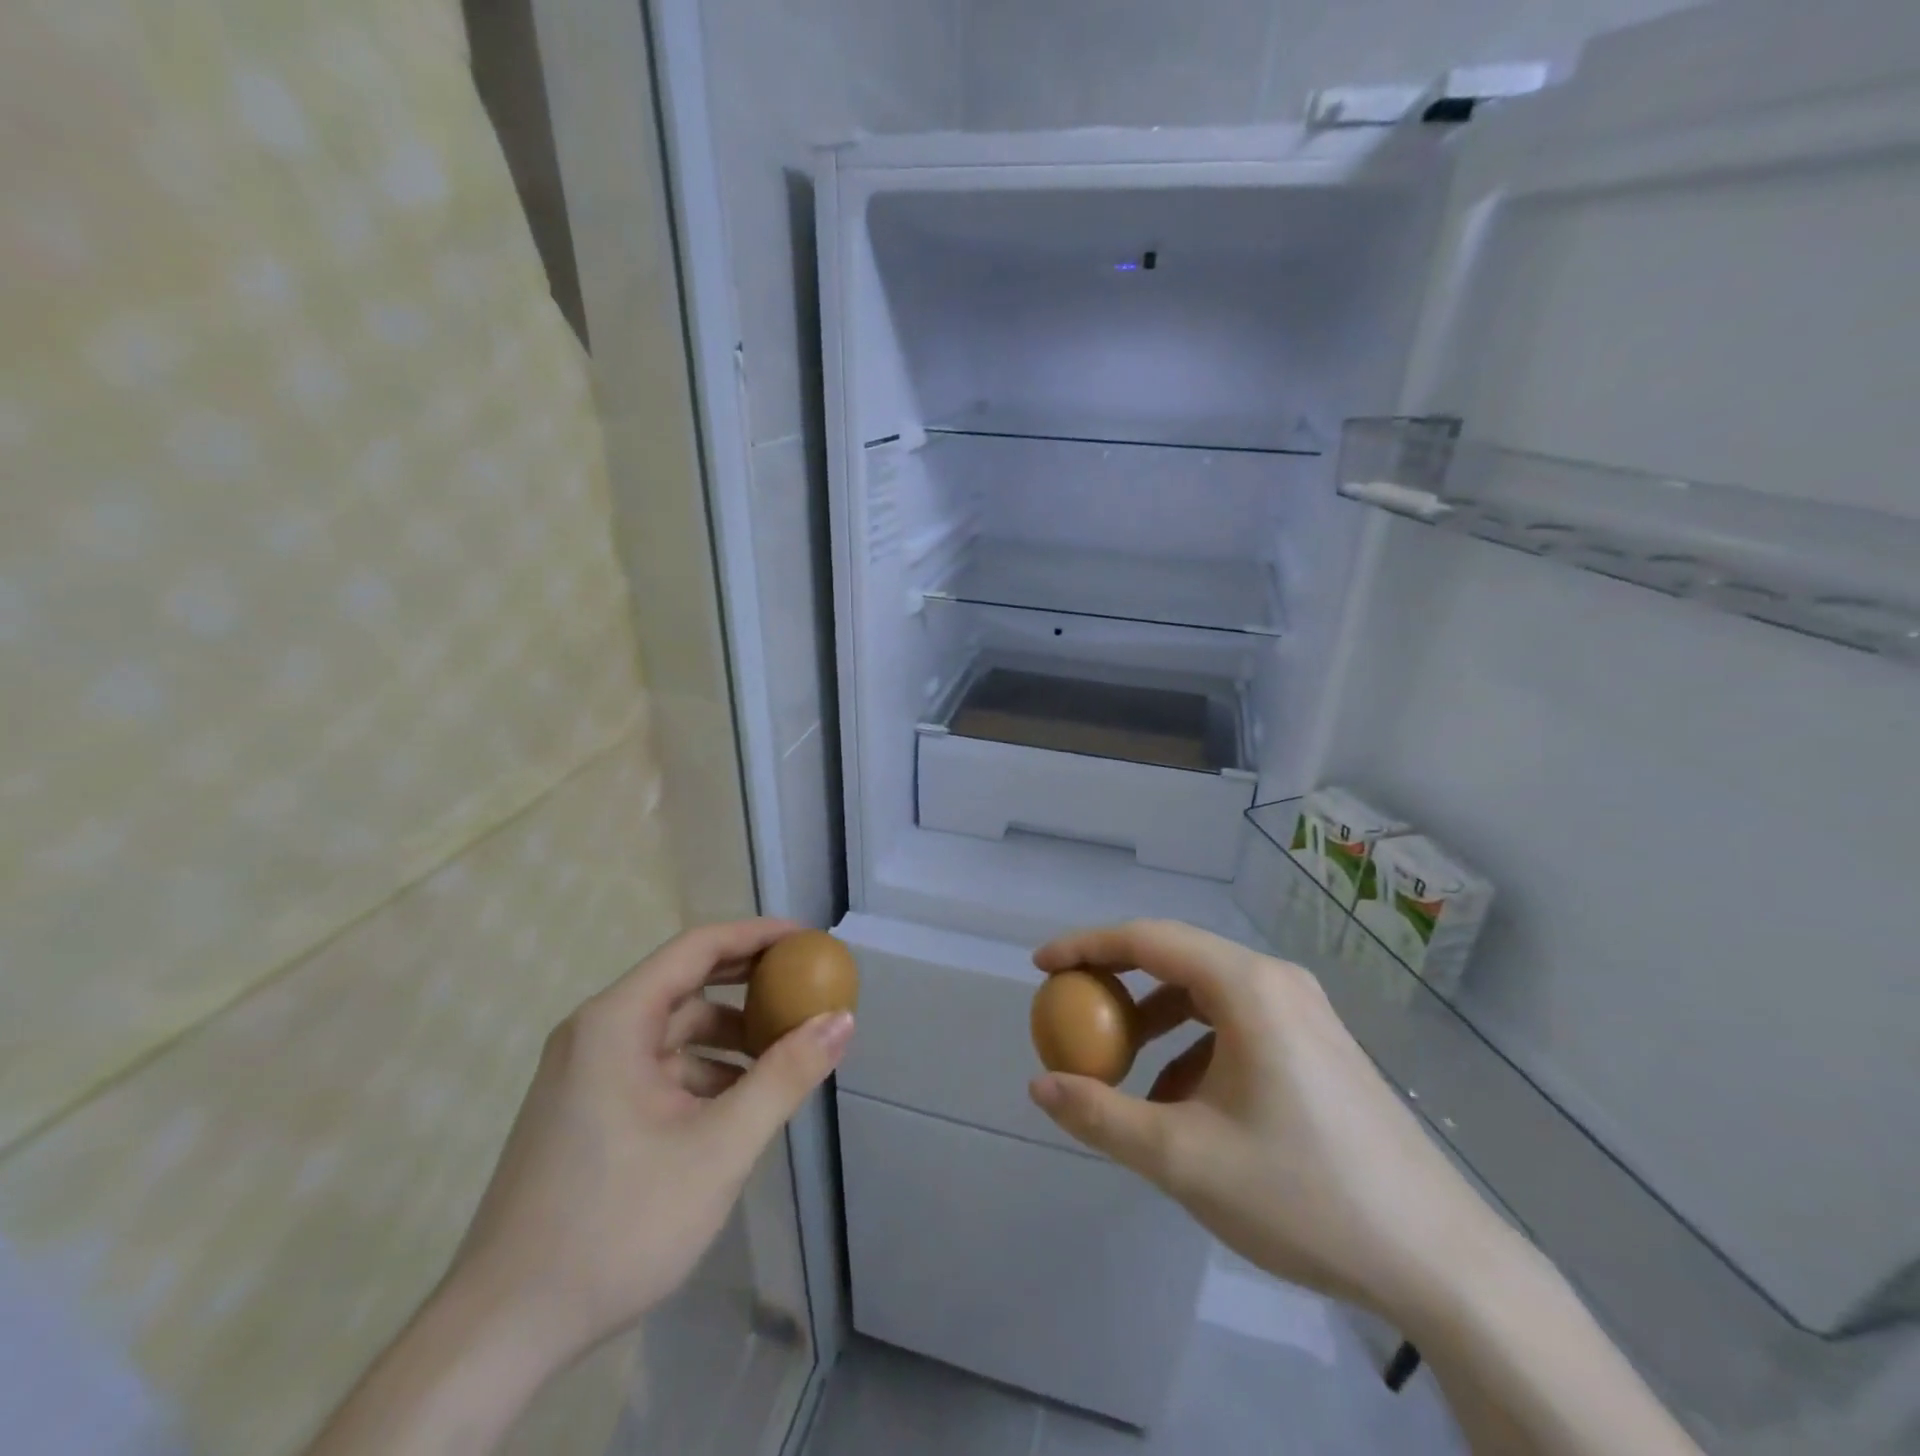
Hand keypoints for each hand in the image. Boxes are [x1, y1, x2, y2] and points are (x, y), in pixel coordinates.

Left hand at [447, 918, 854, 1368]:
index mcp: (616, 1021)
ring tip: (784, 1057)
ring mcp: (586, 1073)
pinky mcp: (586, 1110)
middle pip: (686, 983)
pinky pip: (657, 1068)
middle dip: (749, 985)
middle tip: (806, 989)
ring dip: (729, 1037)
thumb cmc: (616, 1224)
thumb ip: (785, 1076)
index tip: (810, 944)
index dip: (759, 936)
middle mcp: (596, 1033)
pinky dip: (703, 1072)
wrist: (501, 1333)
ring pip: (673, 1032)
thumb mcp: (719, 1148)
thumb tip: (842, 1020)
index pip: (698, 947)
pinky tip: (739, 1105)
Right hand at [1027, 919, 1506, 1321]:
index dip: (1086, 947)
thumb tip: (1041, 1087)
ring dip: (1156, 1021)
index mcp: (1247, 986)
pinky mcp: (1317, 1045)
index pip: (1147, 939)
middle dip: (1117, 982)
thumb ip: (1103, 1116)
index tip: (1041, 968)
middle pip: (1176, 958)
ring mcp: (1303, 1011)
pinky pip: (1235, 1023)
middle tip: (1072, 1011)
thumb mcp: (1184, 1158)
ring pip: (1206, 993)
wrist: (1438, 1261)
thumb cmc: (1303, 1194)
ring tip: (1124, 1071)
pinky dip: (1193, 1047)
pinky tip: (1183, 1105)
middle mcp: (1276, 981)